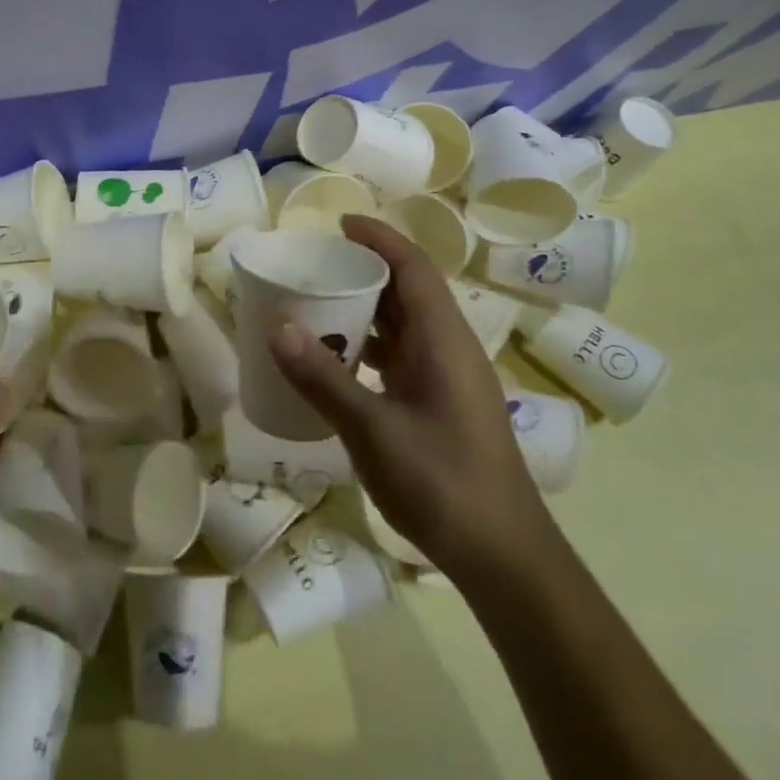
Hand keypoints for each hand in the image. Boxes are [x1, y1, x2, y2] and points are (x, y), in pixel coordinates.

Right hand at [268, 215, 557, 584]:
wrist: (503, 556)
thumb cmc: (443, 483)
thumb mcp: (373, 431)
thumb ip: (323, 379)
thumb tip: (276, 328)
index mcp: (443, 340)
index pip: (413, 268)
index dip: (380, 238)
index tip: (339, 223)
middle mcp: (449, 348)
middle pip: (408, 291)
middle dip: (365, 269)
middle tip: (314, 264)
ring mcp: (447, 377)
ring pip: (403, 324)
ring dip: (364, 308)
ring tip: (315, 303)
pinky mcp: (439, 402)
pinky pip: (399, 355)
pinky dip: (367, 344)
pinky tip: (334, 360)